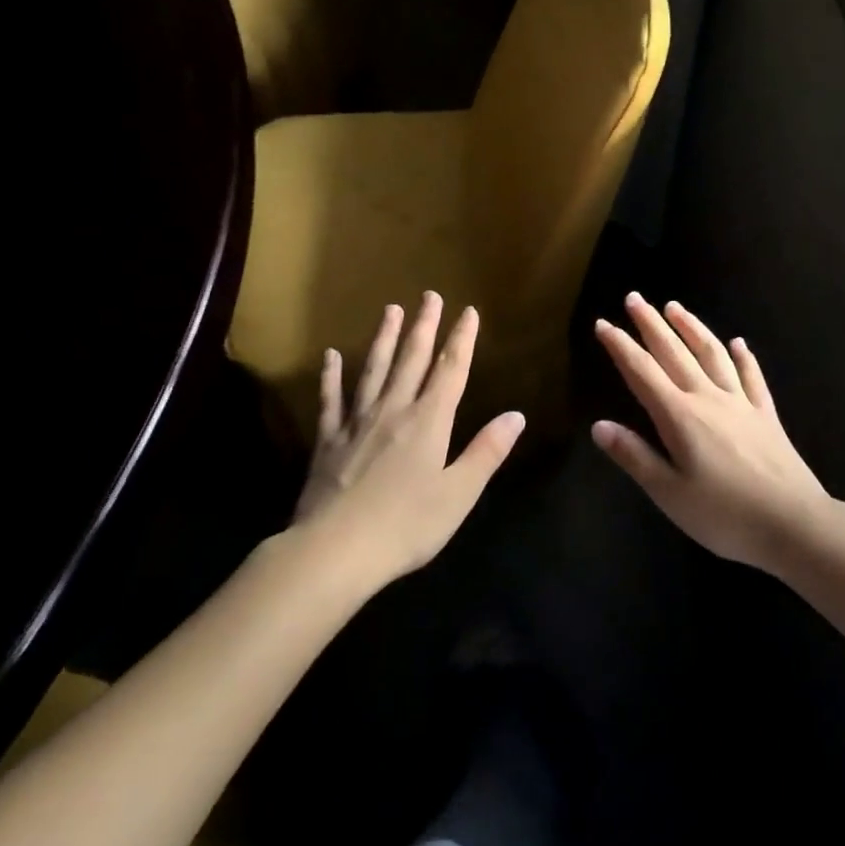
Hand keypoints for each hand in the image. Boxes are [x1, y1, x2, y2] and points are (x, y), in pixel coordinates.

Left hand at [293, 293, 524, 585]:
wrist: (335, 550)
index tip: (468, 311)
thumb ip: (486, 452)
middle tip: (429, 295)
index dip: (461, 339)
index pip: (450, 370)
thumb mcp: (458, 494)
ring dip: (384, 338)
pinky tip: (332, 356)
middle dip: (424, 326)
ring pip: (374, 370)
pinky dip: (331, 376)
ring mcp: (357, 423)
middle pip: (412, 360)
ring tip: (390, 309)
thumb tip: (516, 415)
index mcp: (428, 422)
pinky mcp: (329, 441)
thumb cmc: (406, 526)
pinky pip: (331, 400)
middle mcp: (394, 411)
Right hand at [592, 294, 828, 573]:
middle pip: (675, 353)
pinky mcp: (766, 415)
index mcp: (680, 416)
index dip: (620, 346)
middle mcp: (708, 399)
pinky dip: (744, 357)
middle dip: (651, 324)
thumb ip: (634, 456)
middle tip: (635, 298)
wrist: (795, 524)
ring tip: (675, 307)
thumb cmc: (725, 515)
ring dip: (692, 328)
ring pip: (712, 355)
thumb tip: (598, 425)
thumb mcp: (669, 493)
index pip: (642, 372)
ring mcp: (741, 404)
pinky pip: (752, 377)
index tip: (603, 323)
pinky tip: (739, 343)